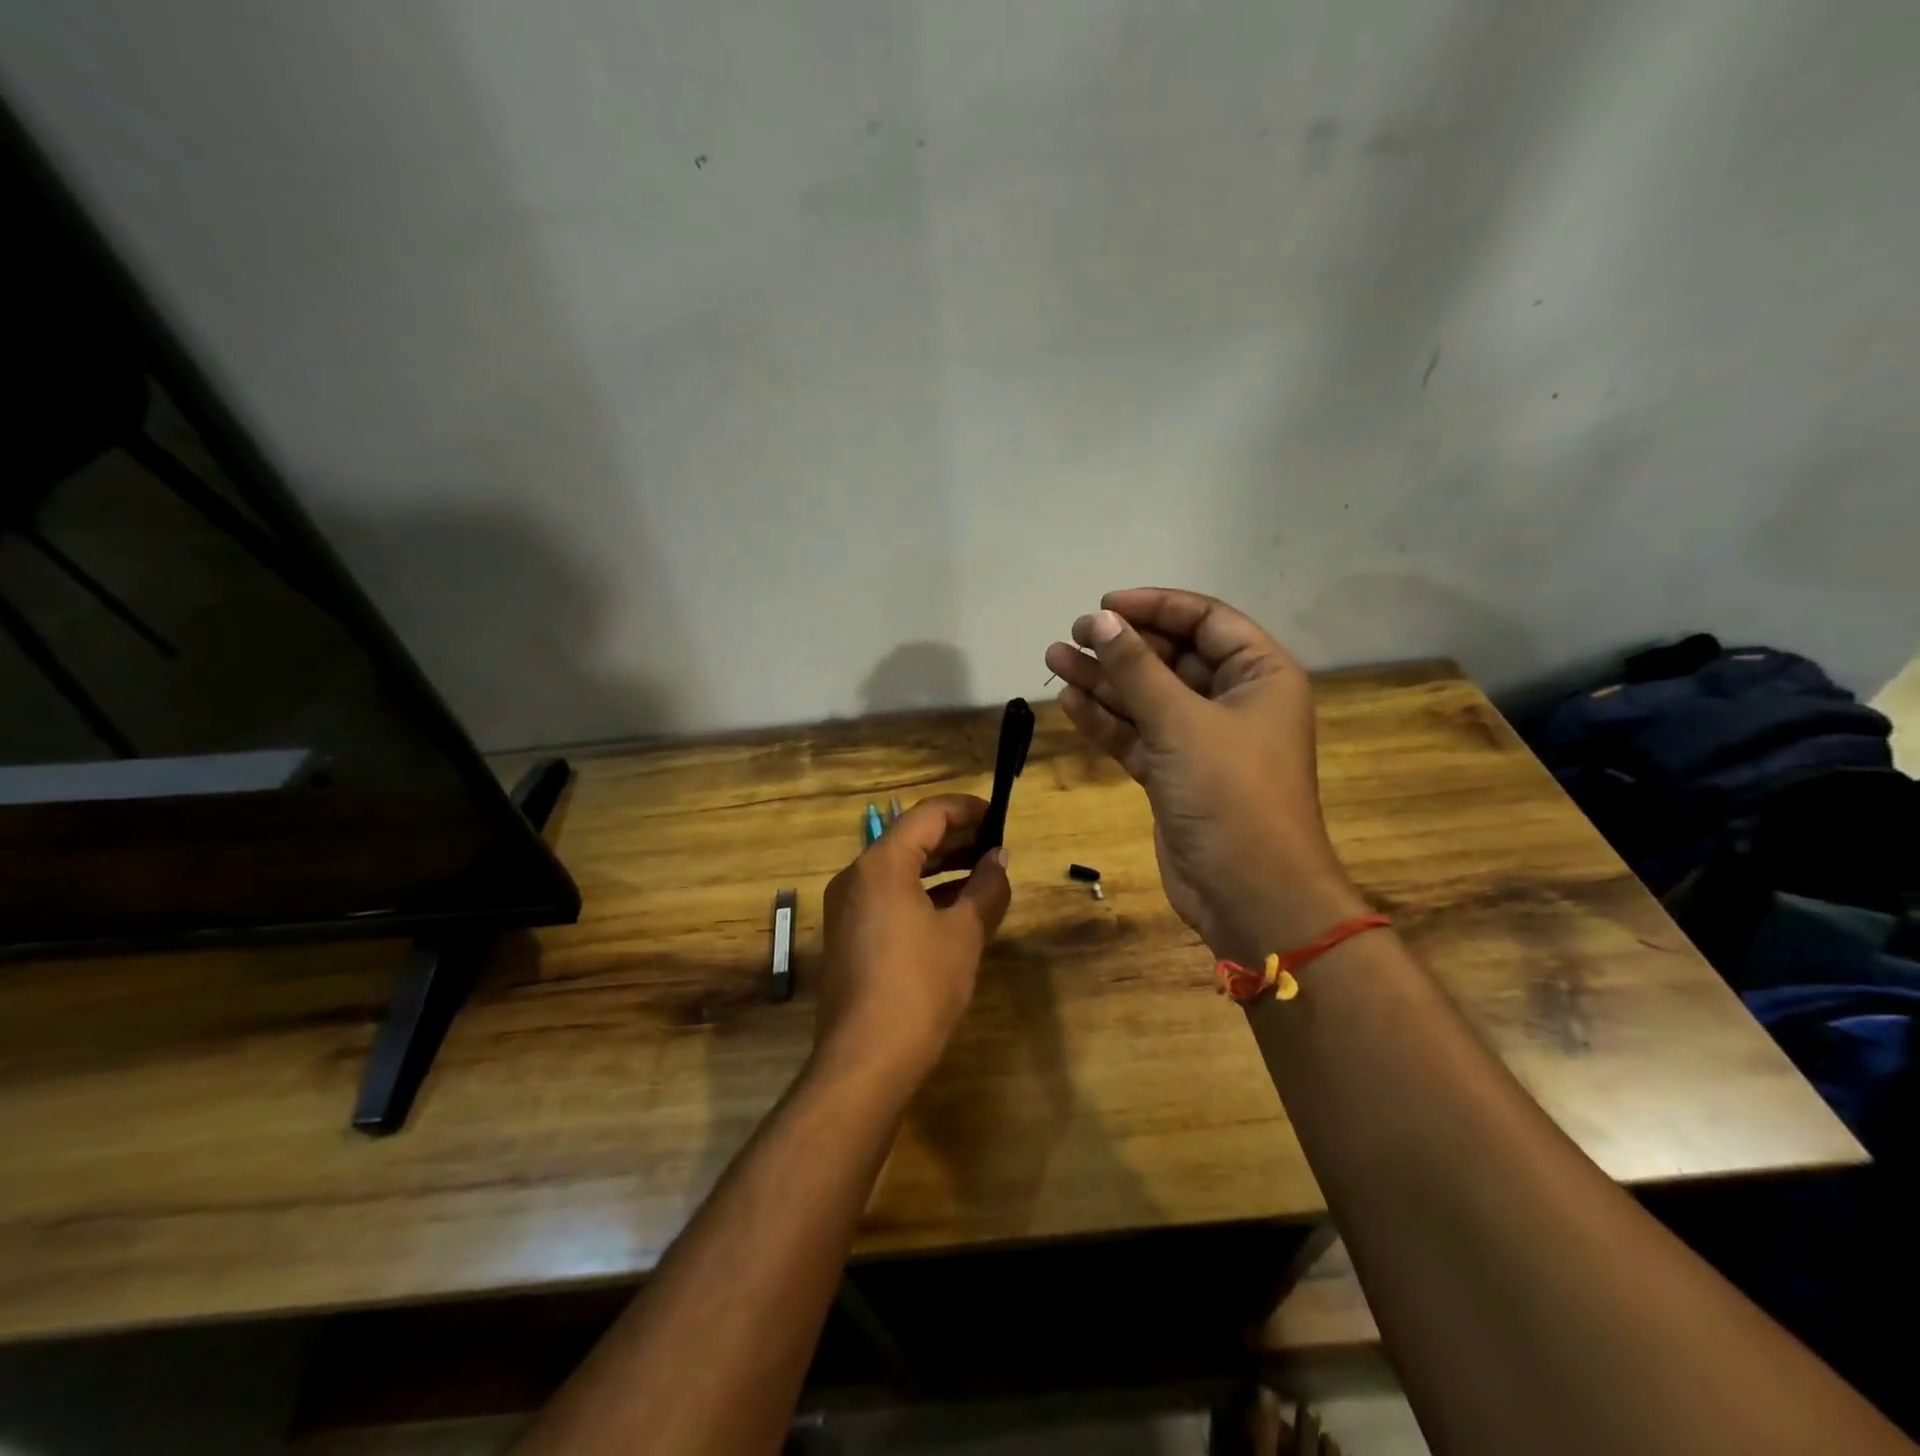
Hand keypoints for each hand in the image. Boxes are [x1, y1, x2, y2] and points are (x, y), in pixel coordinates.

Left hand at [814, 795, 1012, 1088]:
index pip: (928, 814)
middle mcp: (856, 876)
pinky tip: (954, 907)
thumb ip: (986, 888)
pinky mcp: (848, 935)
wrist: (865, 1061)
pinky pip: (889, 896)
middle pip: (910, 838)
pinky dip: (922, 892)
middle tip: (997, 846)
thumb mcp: (964, 933)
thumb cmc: (920, 987)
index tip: (999, 818)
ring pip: (899, 869)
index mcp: (881, 864)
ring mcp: (847, 907)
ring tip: (983, 873)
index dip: (967, 810)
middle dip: (956, 838)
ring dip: (941, 866)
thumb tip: (999, 858)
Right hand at [1044, 588, 1365, 959]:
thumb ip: (1137, 670)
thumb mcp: (1182, 722)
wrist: (1248, 893)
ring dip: (1104, 680)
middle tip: (1072, 635)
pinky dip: (1106, 720)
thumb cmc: (1230, 794)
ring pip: (1147, 698)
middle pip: (1171, 658)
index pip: (1206, 621)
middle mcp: (1233, 701)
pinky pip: (1137, 734)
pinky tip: (1070, 701)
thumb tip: (1101, 619)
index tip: (1105, 605)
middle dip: (1122, 646)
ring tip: (1054, 659)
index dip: (1155, 606)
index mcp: (1259, 676)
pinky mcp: (1174, 775)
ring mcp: (1201, 741)